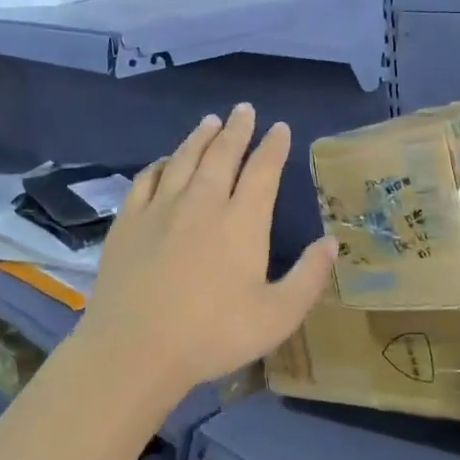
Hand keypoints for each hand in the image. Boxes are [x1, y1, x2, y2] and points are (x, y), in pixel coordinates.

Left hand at [73, 104, 335, 403]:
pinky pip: (146, 178)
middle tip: (244, 110)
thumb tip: (331, 241)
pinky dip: (160, 163)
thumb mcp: (277, 316)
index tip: (280, 128)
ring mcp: (161, 208)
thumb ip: (309, 277)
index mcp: (242, 222)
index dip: (274, 146)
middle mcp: (202, 203)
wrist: (135, 349)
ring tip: (210, 121)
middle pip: (222, 154)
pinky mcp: (128, 221)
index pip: (263, 171)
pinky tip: (164, 161)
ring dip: (200, 137)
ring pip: (184, 159)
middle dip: (237, 129)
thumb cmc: (213, 335)